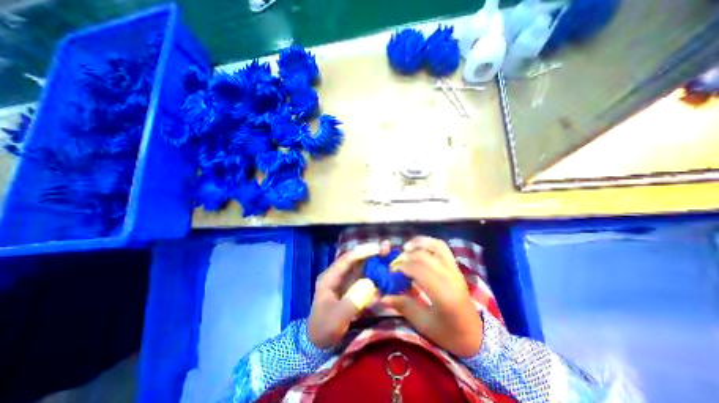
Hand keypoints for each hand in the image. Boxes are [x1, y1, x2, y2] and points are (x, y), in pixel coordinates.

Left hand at [306, 239, 389, 348]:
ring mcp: (345, 280)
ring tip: (388, 255)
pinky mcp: (351, 287)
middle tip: (386, 248)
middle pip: (355, 259)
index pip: (346, 259)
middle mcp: (338, 275)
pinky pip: (364, 277)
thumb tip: (370, 285)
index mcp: (329, 277)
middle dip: (370, 253)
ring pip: (361, 266)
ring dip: (374, 260)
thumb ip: (352, 302)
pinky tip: (384, 272)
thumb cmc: (324, 328)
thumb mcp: (336, 319)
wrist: (318, 342)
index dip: (362, 252)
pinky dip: (374, 273)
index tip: (378, 249)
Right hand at [382, 235, 482, 355]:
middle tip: (395, 264)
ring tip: (405, 248)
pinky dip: (429, 243)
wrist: (476, 337)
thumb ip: (403, 306)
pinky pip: (443, 248)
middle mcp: (450, 277)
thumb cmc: (449, 334)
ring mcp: (455, 270)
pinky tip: (418, 248)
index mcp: (443, 294)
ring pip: (437, 246)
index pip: (418, 270)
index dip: (401, 267)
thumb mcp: (424, 324)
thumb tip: (383, 296)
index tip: (390, 273)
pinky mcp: (456, 268)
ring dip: (419, 243)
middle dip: (406, 257)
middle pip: (425, 256)